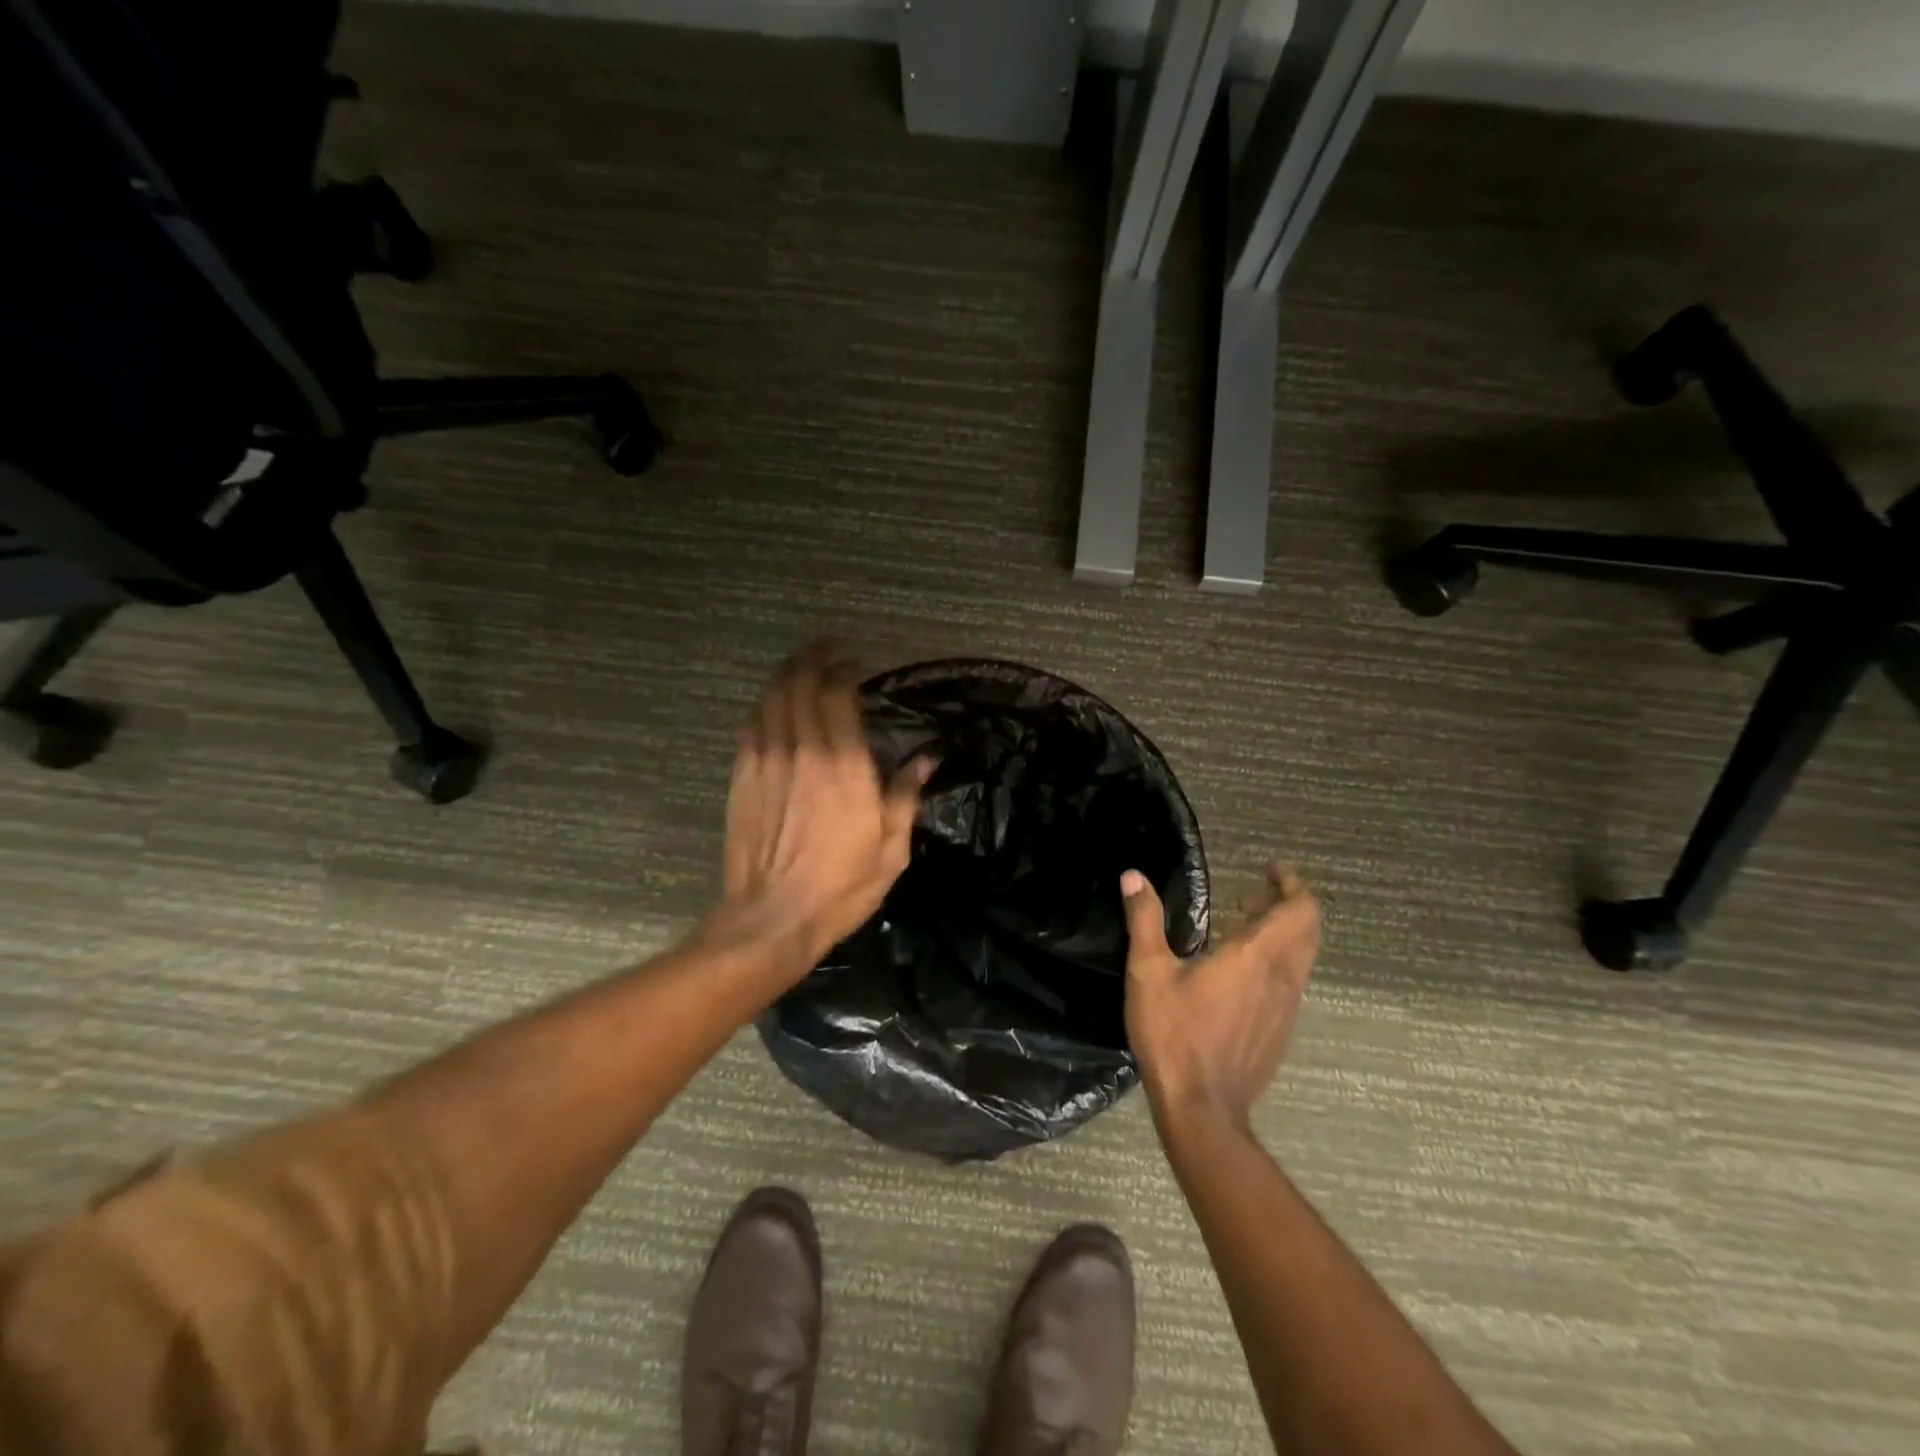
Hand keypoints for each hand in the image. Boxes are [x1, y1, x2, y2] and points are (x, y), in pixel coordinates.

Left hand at [710, 645, 929, 972]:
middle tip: (827, 651)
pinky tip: (774, 706)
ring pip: (771, 697)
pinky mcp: (742, 777)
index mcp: (845, 765)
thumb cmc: (842, 886)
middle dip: (813, 659)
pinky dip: (765, 706)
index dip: (844, 670)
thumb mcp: (891, 848)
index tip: (856, 666)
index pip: (837, 694)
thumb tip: (925, 759)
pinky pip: (751, 724)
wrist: (773, 916)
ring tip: (801, 667)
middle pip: (799, 684)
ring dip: (786, 674)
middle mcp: (803, 750)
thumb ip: (906, 796)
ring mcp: (766, 761)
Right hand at [1120, 863, 1321, 1135]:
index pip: (1299, 910)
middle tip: (1254, 891)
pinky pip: (1291, 982)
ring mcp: (1286, 1008)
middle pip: (1307, 930)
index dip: (1292, 883)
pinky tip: (1241, 971)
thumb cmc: (1174, 1034)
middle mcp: (1282, 978)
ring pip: (1301, 958)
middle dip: (1288, 903)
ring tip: (1244, 923)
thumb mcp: (1148, 972)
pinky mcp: (1280, 1032)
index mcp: (1255, 956)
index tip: (1273, 868)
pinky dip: (1277, 961)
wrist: (1202, 1109)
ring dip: (1283, 933)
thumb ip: (1144, 920)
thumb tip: (1133, 876)